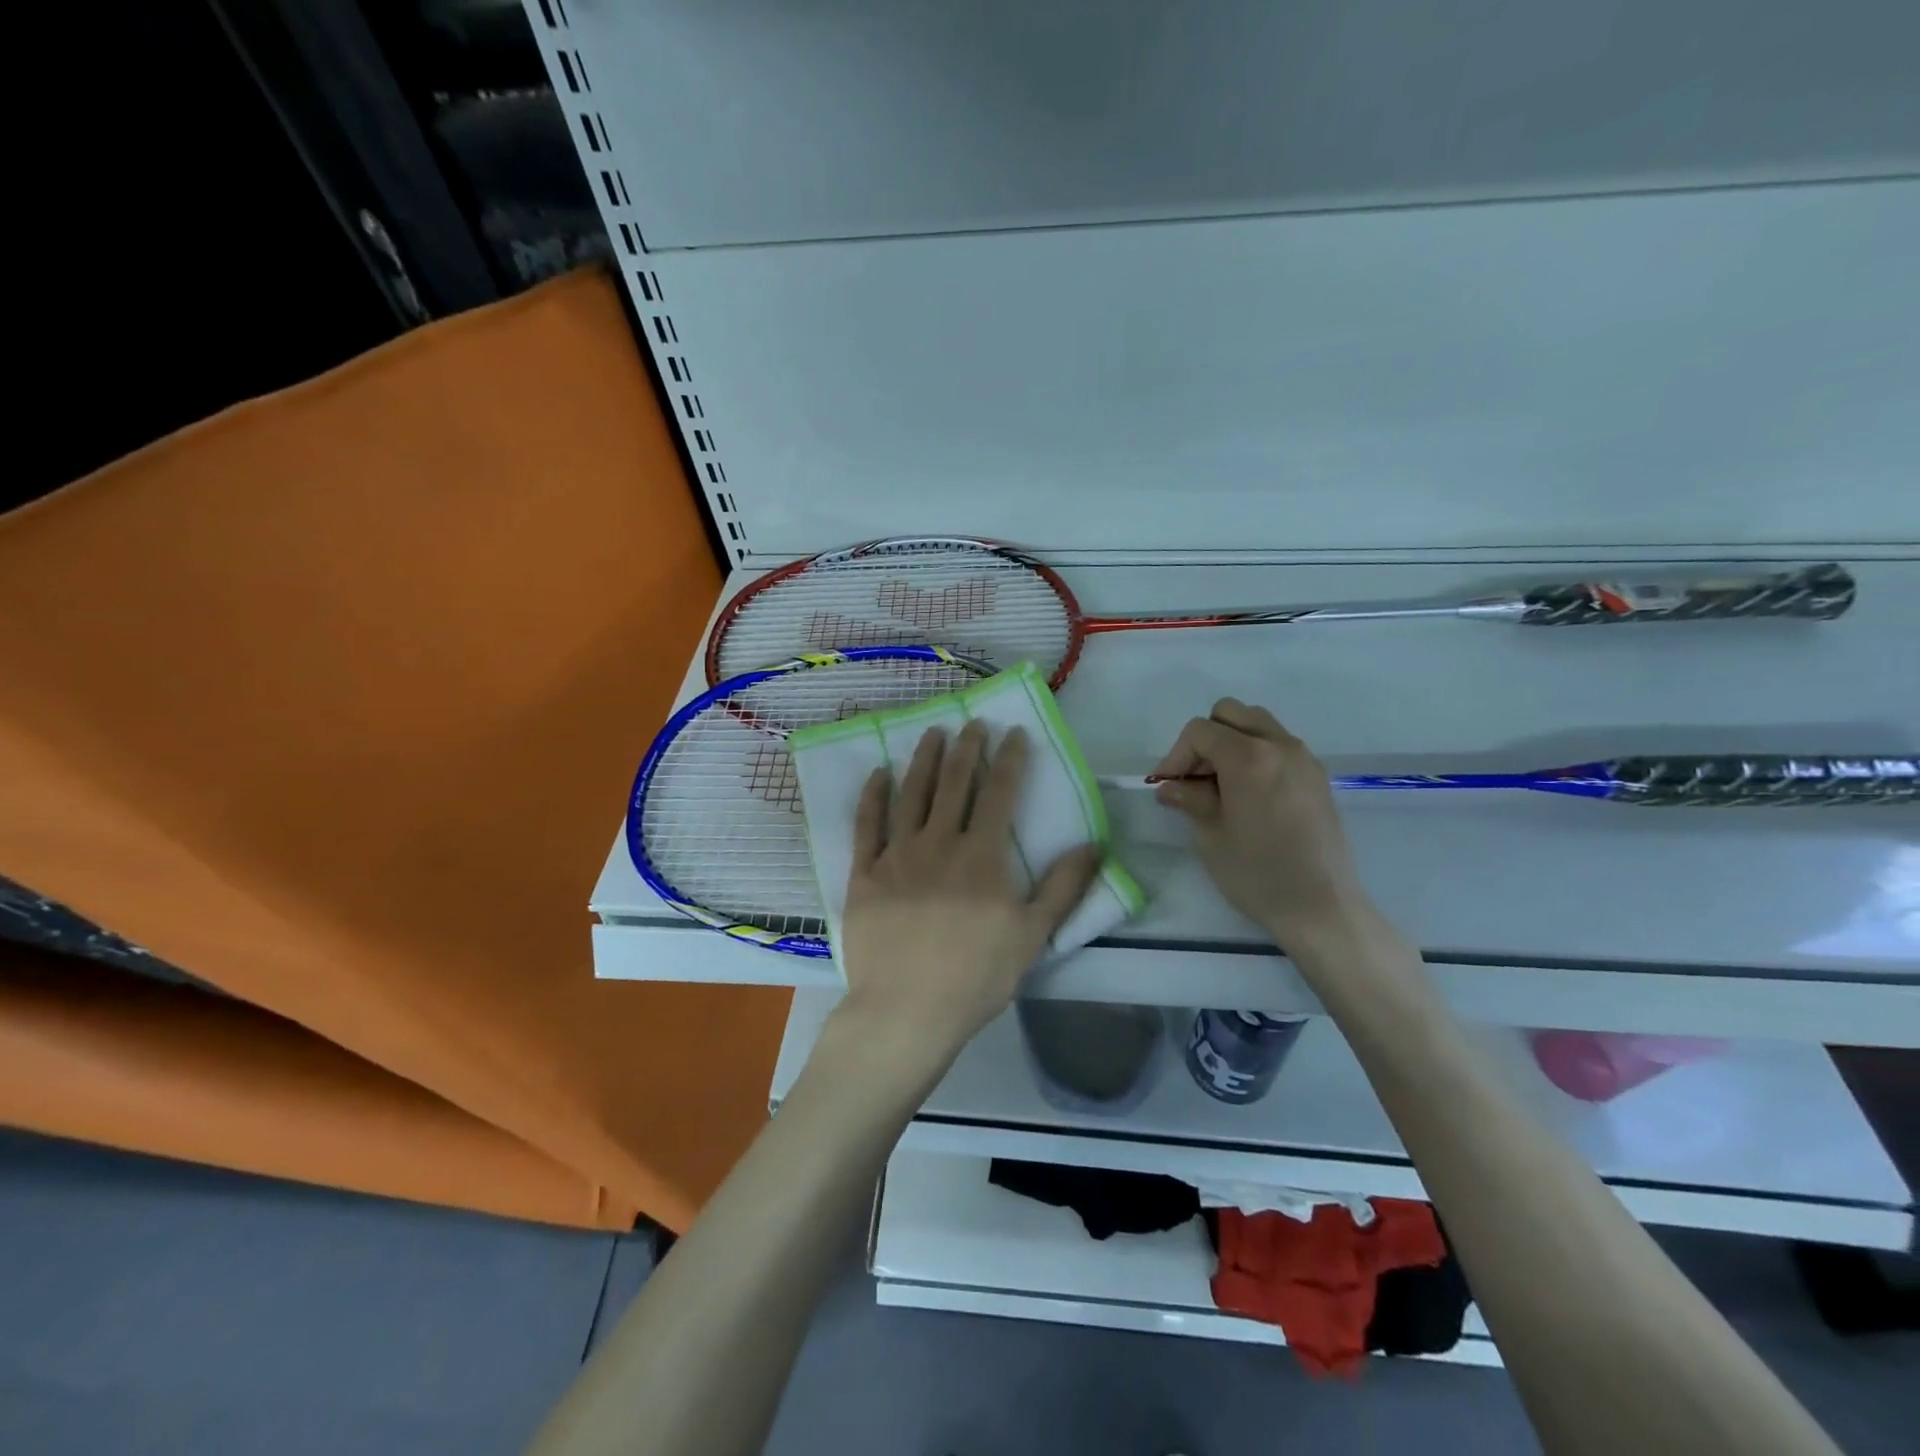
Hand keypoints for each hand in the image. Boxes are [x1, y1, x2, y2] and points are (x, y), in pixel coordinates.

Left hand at [836, 722, 1100, 1079]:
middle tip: (973, 723)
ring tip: (933, 732)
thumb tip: (1093, 844)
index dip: (1009, 758)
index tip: (1014, 732)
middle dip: (967, 748)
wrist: (906, 1010)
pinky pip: (867, 825)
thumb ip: (1064, 886)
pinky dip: (873, 795)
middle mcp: (939, 843)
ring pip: (912, 794)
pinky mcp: (865, 873)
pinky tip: (879, 773)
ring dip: (924, 759)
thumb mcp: (1033, 935)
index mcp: (982, 855)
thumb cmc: (976, 976)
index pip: (999, 793)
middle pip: (954, 783)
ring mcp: (897, 855)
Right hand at [1150, 698, 1371, 946]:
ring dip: (1231, 743)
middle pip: (1230, 714)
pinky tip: (1248, 794)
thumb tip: (1170, 786)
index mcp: (1249, 757)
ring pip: (1257, 725)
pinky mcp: (1317, 776)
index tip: (1168, 786)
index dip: (1176, 755)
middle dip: (1205, 740)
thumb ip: (1190, 799)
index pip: (1200, 731)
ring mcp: (1303, 758)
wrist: (1321, 907)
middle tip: (1194, 779)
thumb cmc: (1258, 873)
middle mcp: (1279, 745)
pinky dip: (1256, 755)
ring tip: (1220, 785)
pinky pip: (1278, 745)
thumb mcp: (1210, 836)